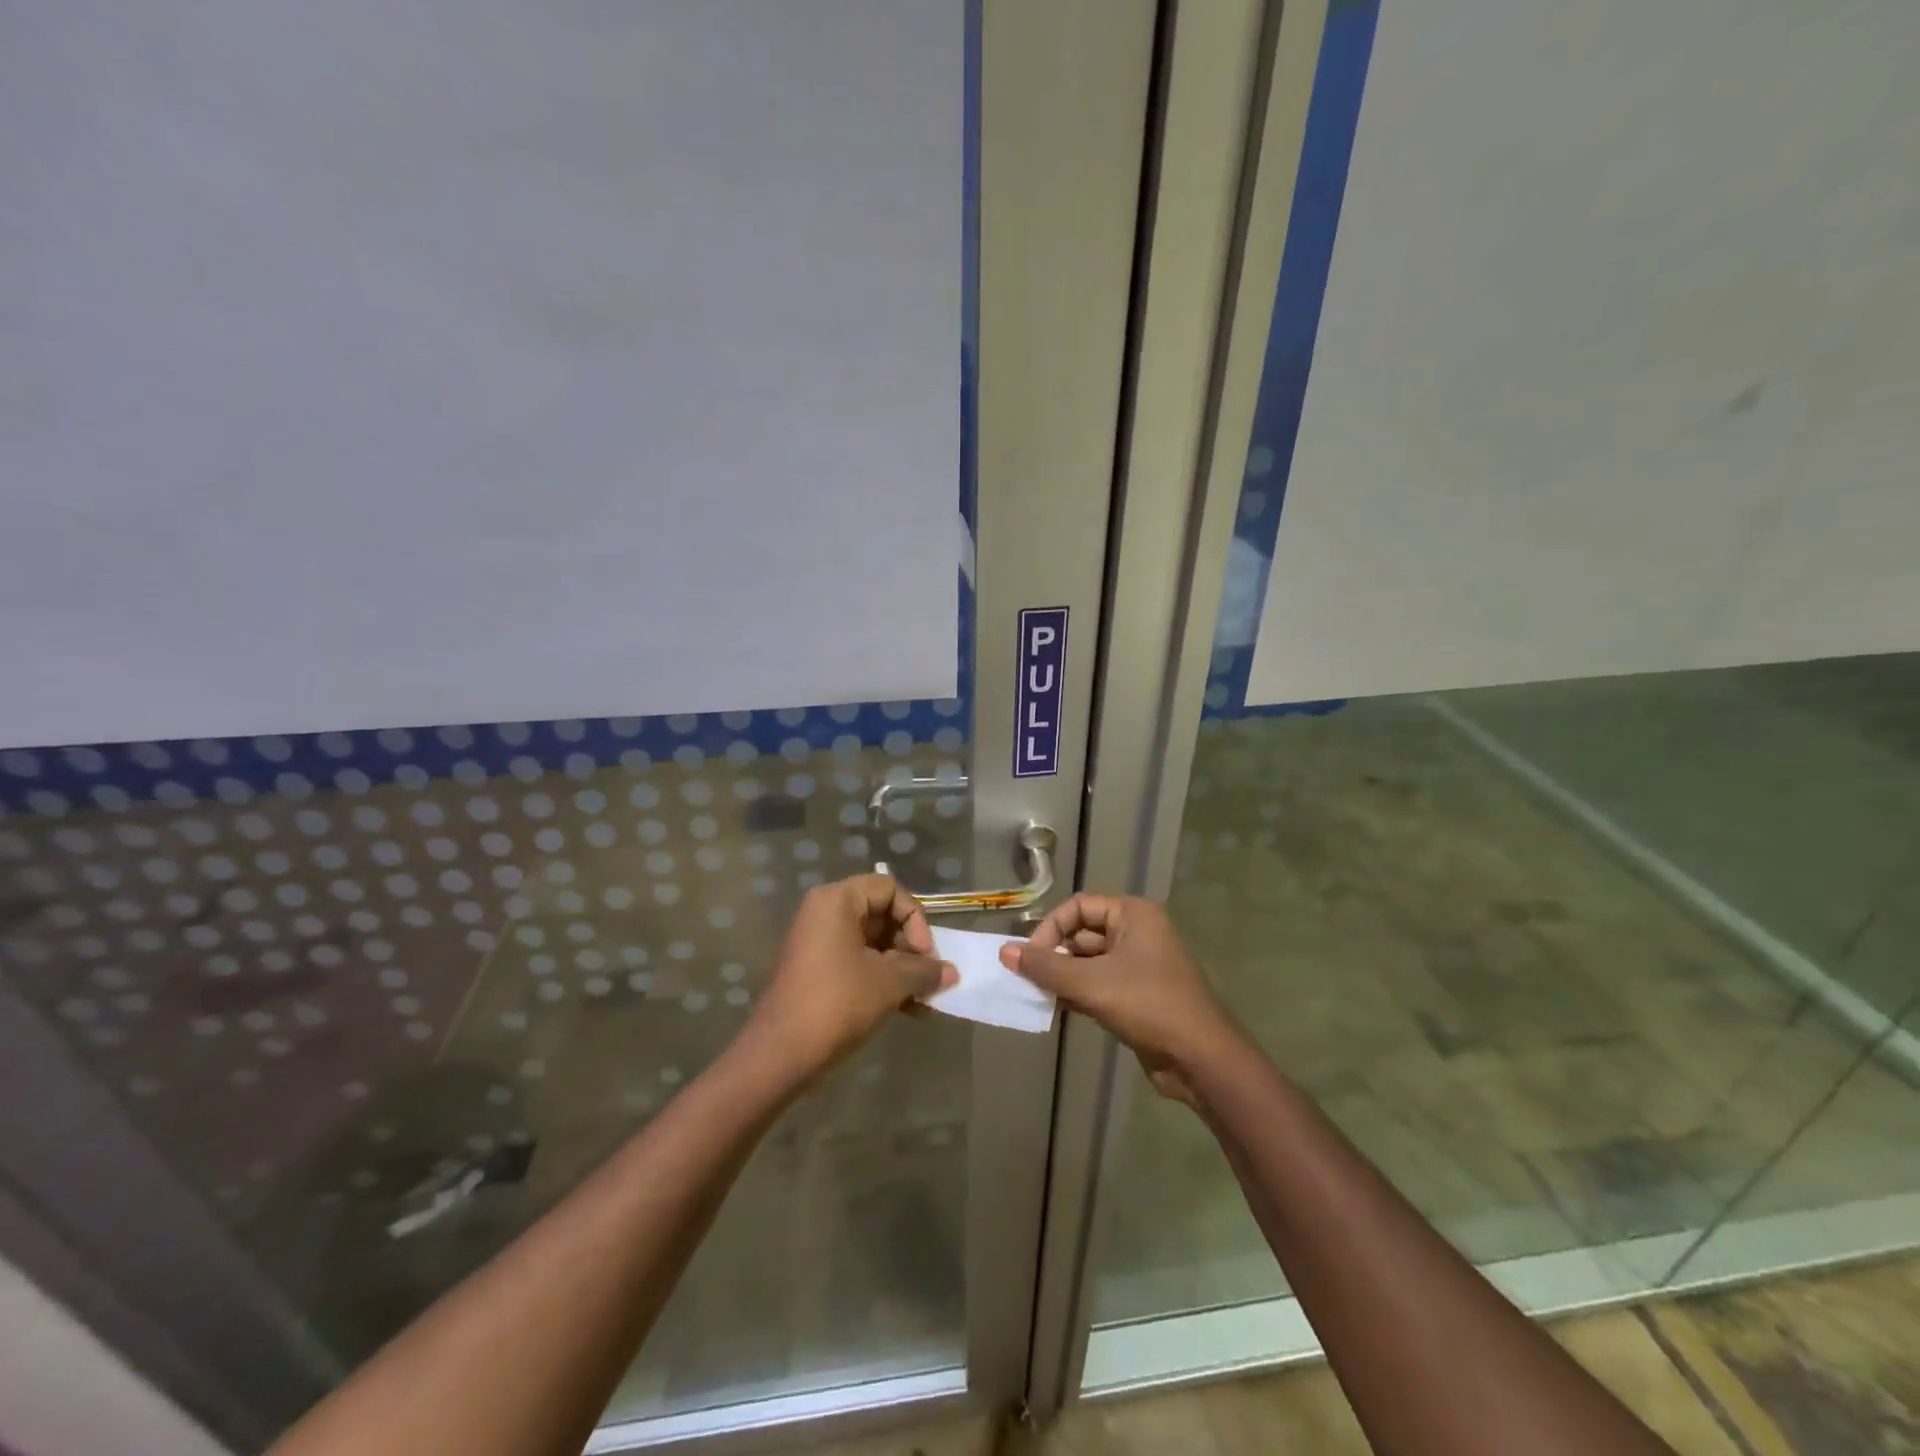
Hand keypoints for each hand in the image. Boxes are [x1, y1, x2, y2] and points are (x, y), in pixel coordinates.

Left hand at [746, 875, 955, 1080]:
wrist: (779, 1056)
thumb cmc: (837, 1004)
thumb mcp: (889, 983)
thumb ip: (924, 971)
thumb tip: (951, 972)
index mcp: (836, 901)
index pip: (889, 889)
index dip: (915, 919)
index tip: (925, 954)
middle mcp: (824, 914)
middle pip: (882, 915)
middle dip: (911, 948)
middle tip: (928, 978)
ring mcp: (819, 944)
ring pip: (873, 944)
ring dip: (902, 969)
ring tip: (925, 1000)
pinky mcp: (817, 972)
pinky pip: (858, 964)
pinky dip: (883, 981)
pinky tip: (909, 1010)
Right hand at [999, 894, 1240, 1103]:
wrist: (1200, 1059)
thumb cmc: (1148, 1005)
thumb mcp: (1091, 983)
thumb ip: (1046, 966)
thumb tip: (1005, 951)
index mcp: (1133, 915)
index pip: (1078, 907)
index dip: (1050, 928)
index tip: (1030, 958)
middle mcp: (1138, 932)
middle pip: (1082, 934)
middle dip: (1054, 955)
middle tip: (1027, 978)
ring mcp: (1139, 965)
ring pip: (1089, 962)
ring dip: (1063, 977)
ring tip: (1036, 995)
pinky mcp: (1138, 995)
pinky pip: (1099, 985)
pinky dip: (1077, 993)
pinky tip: (1055, 1009)